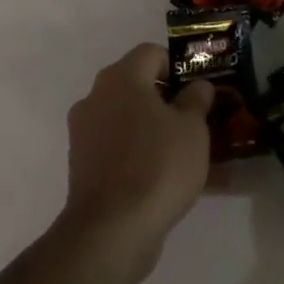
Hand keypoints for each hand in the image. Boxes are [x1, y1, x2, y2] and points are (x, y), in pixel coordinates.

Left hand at [59, 43, 212, 283]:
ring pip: (130, 122)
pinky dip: (143, 157)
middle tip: (198, 121)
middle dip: (169, 101)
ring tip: (191, 155)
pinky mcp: (83, 166)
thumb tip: (197, 86)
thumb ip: (197, 99)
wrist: (111, 230)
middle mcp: (97, 97)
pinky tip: (170, 180)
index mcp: (121, 78)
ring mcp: (85, 133)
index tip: (199, 91)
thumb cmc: (158, 165)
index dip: (178, 67)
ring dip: (157, 132)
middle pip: (137, 87)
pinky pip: (121, 151)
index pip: (151, 53)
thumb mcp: (192, 128)